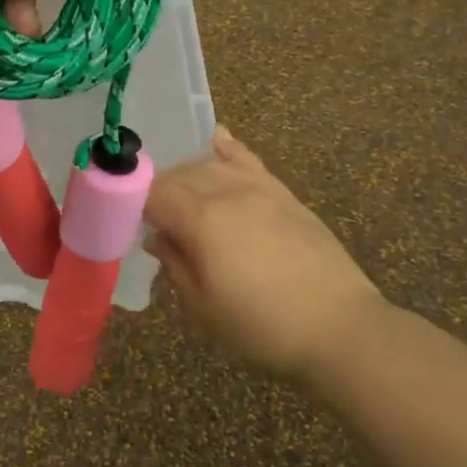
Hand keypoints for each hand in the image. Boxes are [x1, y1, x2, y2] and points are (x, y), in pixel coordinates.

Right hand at [145, 128, 389, 378]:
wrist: (339, 327)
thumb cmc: (262, 326)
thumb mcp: (203, 307)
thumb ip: (174, 264)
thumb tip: (156, 238)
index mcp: (200, 220)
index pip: (153, 195)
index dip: (134, 205)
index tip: (127, 223)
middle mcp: (226, 193)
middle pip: (178, 176)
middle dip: (157, 191)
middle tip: (152, 220)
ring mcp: (259, 189)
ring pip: (209, 166)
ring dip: (186, 175)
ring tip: (179, 196)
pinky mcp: (284, 195)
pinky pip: (249, 161)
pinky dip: (229, 148)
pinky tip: (217, 139)